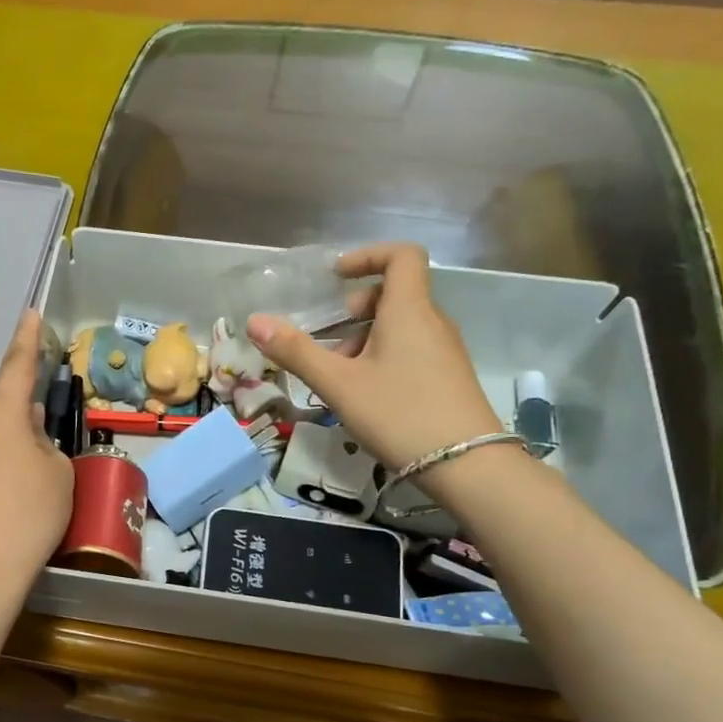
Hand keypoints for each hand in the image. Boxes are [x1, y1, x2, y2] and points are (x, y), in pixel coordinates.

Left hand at [0, 309, 74, 590]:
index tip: (28, 314)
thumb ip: (45, 442)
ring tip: (19, 495)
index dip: (26, 341)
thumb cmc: (31, 514)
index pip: (16, 367)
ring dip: (0, 454)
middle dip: (19, 424)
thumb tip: (28, 430)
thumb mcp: (58, 474)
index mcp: (1, 415)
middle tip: (42, 458)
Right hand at [247, 243, 506, 488]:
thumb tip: (255, 321)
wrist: (467, 465)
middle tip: (329, 343)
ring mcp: (444, 351)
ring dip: (364, 340)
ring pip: (400, 327)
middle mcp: (432, 322)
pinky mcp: (448, 377)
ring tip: (339, 380)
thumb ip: (296, 351)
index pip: (401, 255)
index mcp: (409, 310)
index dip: (367, 255)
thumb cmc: (399, 414)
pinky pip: (410, 350)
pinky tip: (364, 397)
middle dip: (355, 310)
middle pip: (394, 295)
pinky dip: (382, 359)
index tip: (335, 277)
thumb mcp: (338, 384)